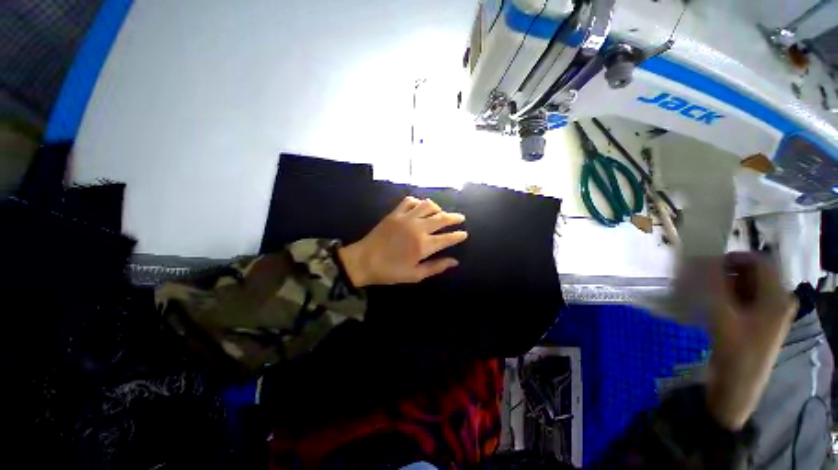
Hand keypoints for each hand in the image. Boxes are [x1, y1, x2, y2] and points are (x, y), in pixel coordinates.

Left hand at [338, 197, 467, 286]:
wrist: (363, 261)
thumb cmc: (390, 271)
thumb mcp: (415, 275)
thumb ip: (436, 267)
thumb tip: (454, 261)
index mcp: (423, 246)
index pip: (447, 238)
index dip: (458, 235)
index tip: (464, 234)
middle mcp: (418, 228)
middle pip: (442, 218)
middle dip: (454, 217)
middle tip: (460, 218)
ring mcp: (406, 218)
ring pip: (428, 205)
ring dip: (438, 208)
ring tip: (441, 212)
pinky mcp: (395, 213)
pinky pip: (410, 201)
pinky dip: (418, 202)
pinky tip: (421, 207)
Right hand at [699, 252, 795, 430]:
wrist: (738, 386)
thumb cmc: (735, 351)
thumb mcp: (723, 316)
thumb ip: (713, 285)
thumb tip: (700, 259)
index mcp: (777, 297)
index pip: (759, 262)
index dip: (733, 258)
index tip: (706, 262)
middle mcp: (777, 300)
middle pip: (753, 273)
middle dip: (725, 272)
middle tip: (701, 278)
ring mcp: (768, 312)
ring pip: (746, 286)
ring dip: (724, 284)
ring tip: (703, 291)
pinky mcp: (757, 321)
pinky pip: (743, 298)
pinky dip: (726, 295)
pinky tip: (711, 303)